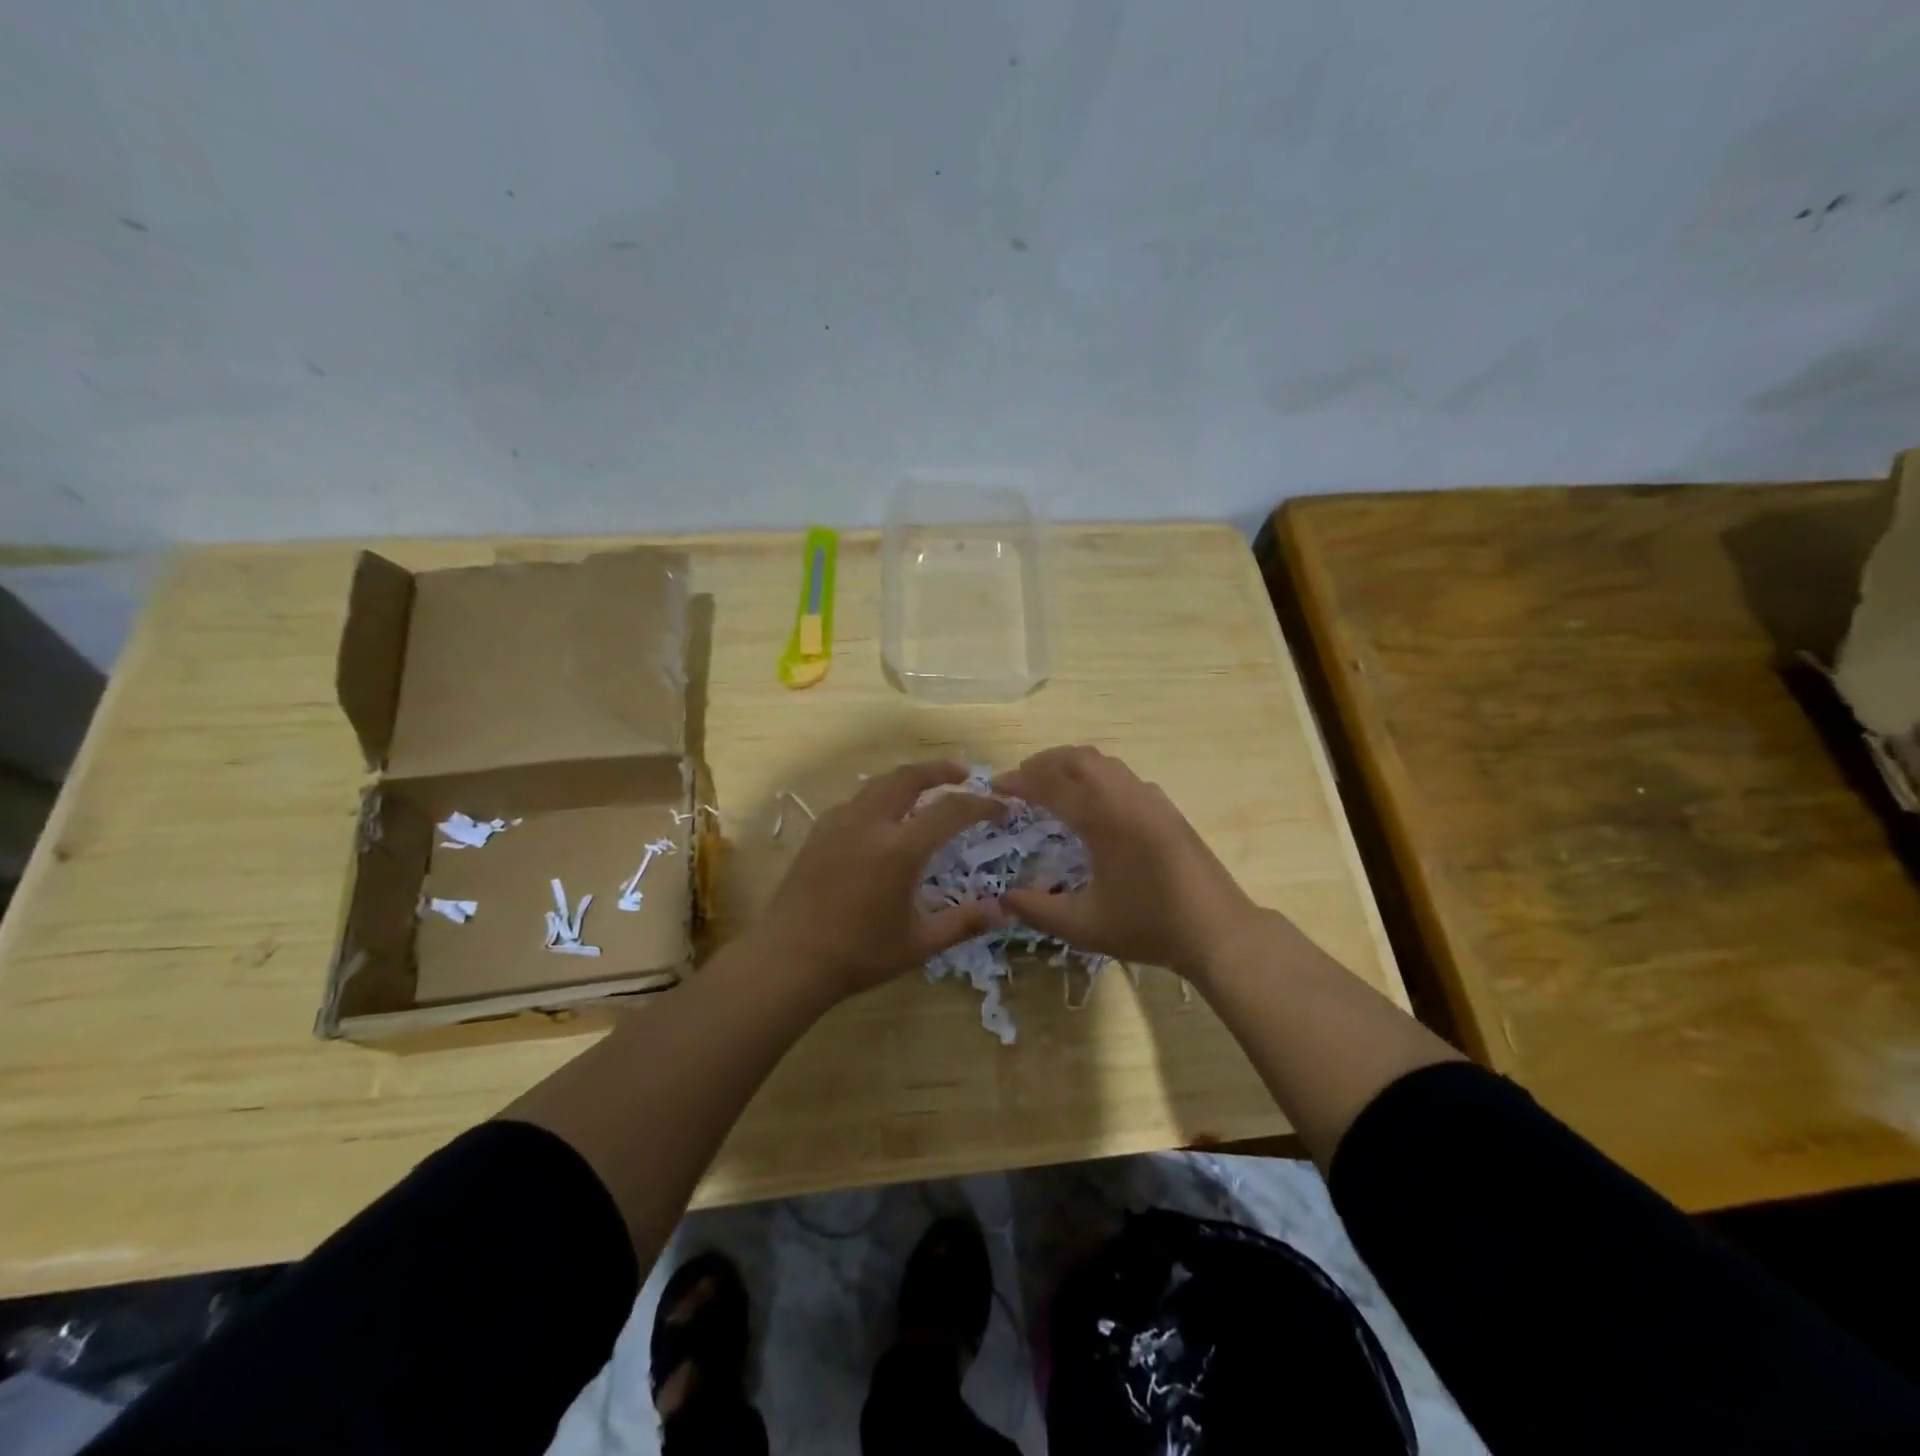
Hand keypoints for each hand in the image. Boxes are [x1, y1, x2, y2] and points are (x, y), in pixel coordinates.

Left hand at [751, 761, 1005, 1002]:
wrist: (789, 959)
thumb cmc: (858, 954)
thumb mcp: (919, 943)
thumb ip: (963, 923)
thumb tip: (1003, 912)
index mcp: (899, 848)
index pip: (951, 810)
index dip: (982, 805)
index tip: (1002, 808)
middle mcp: (870, 823)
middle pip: (909, 777)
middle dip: (941, 770)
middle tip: (964, 775)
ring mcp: (840, 823)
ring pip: (880, 783)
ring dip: (909, 779)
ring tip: (927, 790)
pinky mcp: (819, 831)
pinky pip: (857, 800)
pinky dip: (881, 797)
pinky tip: (885, 818)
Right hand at [994, 746, 1263, 976]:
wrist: (1218, 931)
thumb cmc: (1148, 926)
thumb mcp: (1084, 927)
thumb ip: (1038, 910)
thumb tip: (1003, 898)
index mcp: (1103, 819)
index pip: (1051, 785)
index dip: (1019, 781)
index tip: (995, 786)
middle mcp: (1126, 797)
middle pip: (1078, 758)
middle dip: (1043, 762)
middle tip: (1019, 780)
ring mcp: (1151, 799)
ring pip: (1104, 762)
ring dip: (1071, 765)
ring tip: (1050, 784)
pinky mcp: (1167, 808)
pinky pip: (1123, 775)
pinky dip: (1097, 775)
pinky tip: (1093, 803)